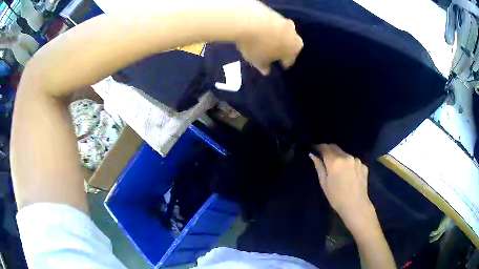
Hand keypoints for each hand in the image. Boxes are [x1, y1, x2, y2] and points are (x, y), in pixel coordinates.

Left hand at [234, 0, 302, 74]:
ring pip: (283, 33)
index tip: (278, 66)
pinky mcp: (275, 12)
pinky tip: (261, 29)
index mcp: (294, 50)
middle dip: (284, 49)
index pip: (290, 60)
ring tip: (266, 40)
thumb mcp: (258, 61)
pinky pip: (274, 23)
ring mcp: (285, 22)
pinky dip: (269, 27)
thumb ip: (264, 67)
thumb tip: (266, 71)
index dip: (283, 64)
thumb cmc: (257, 46)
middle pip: (290, 45)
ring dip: (277, 36)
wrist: (248, 20)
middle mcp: (294, 35)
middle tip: (274, 52)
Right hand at [309, 144, 373, 227]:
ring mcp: (357, 160)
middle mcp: (347, 157)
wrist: (356, 205)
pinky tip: (349, 175)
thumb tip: (312, 155)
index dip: (319, 147)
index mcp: (335, 161)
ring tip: (339, 170)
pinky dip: (349, 164)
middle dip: (329, 151)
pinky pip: (353, 161)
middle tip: (324, 158)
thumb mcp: (324, 183)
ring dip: (340, 158)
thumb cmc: (336, 197)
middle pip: (335, 148)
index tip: (314, 149)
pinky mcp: (363, 165)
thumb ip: (319, 166)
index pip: (325, 147)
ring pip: (345, 154)